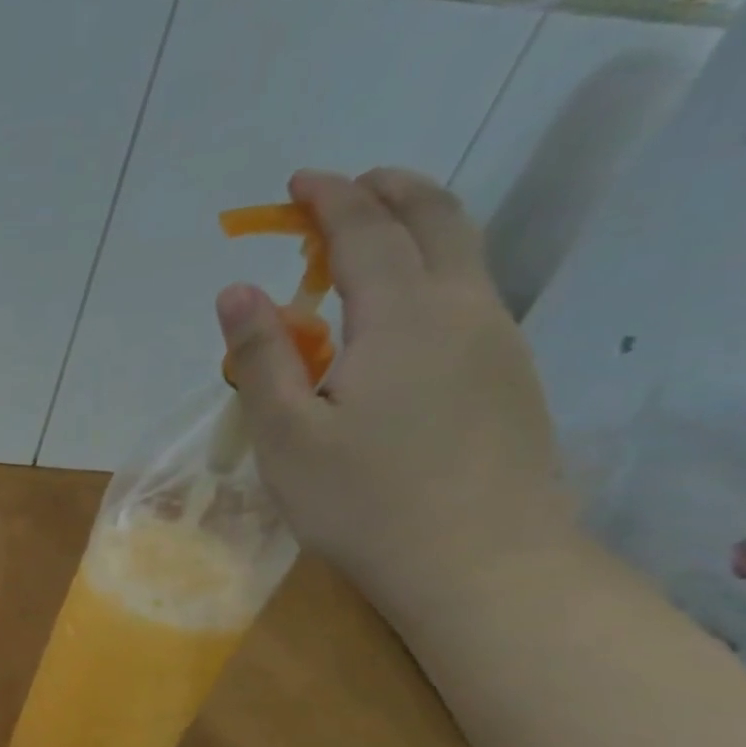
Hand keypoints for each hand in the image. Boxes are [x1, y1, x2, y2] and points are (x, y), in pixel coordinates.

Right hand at [215, 168, 574, 615]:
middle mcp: (463, 311)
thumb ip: (262, 356)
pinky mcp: (509, 378)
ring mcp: (497, 343)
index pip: (366, 232)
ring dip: (416, 228)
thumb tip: (236, 290)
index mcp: (403, 318)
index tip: (299, 181)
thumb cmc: (363, 501)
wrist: (481, 565)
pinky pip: (470, 296)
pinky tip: (397, 313)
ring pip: (464, 255)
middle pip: (438, 220)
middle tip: (345, 188)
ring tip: (367, 241)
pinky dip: (431, 272)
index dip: (331, 199)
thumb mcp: (287, 433)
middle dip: (389, 190)